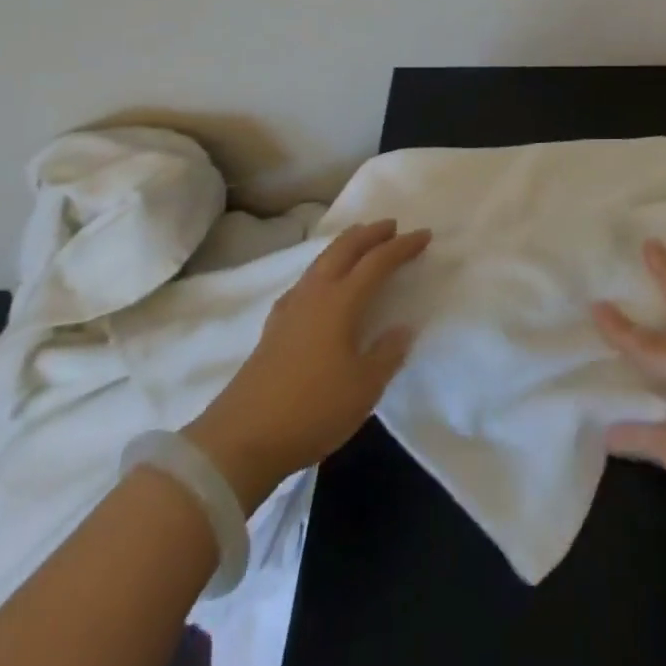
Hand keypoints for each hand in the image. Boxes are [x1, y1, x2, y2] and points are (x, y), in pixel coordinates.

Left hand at [184, 219, 430, 512]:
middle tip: (391, 226)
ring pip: (321, 261)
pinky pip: (306, 281)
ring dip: (344, 246)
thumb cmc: (312, 410)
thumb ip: (387, 354)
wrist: (241, 438)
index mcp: (340, 302)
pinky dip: (323, 269)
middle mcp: (314, 294)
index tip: (424, 235)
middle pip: (343, 249)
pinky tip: (322, 285)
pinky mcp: (274, 326)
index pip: (377, 262)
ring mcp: (290, 308)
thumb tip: (402, 328)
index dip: (402, 246)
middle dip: (369, 233)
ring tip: (360, 244)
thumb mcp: (364, 388)